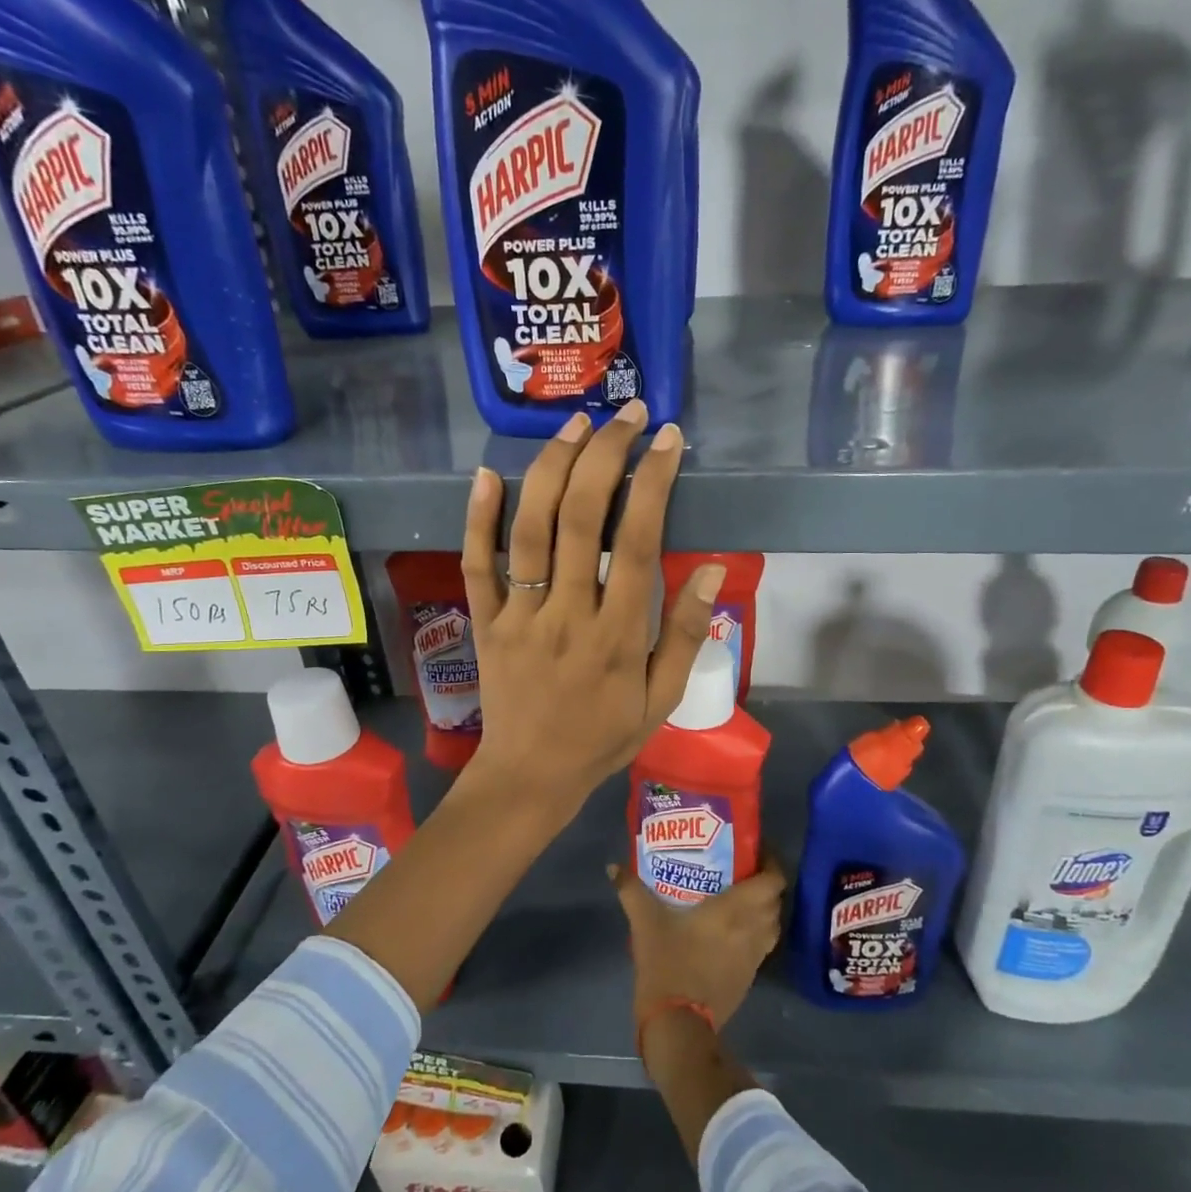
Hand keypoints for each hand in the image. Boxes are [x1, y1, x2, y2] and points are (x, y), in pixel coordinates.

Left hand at [461, 399, 723, 812]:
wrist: (530, 776)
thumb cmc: (603, 739)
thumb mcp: (662, 699)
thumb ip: (685, 634)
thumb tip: (713, 569)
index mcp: (617, 636)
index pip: (639, 543)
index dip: (654, 483)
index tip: (668, 440)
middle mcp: (566, 614)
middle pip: (582, 519)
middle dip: (606, 456)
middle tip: (627, 415)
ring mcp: (518, 615)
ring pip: (530, 529)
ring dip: (551, 468)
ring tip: (576, 424)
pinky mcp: (484, 621)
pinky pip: (477, 564)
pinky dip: (478, 517)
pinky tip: (487, 473)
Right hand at [610, 853, 785, 1031]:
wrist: (678, 1024)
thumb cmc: (668, 964)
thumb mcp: (644, 922)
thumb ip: (631, 890)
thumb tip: (613, 867)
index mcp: (736, 910)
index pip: (773, 880)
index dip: (771, 861)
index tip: (755, 849)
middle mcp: (753, 929)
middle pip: (775, 900)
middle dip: (764, 882)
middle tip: (741, 869)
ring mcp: (755, 956)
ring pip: (772, 924)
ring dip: (763, 908)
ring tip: (740, 896)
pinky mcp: (750, 977)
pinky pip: (762, 945)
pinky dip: (756, 931)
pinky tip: (733, 929)